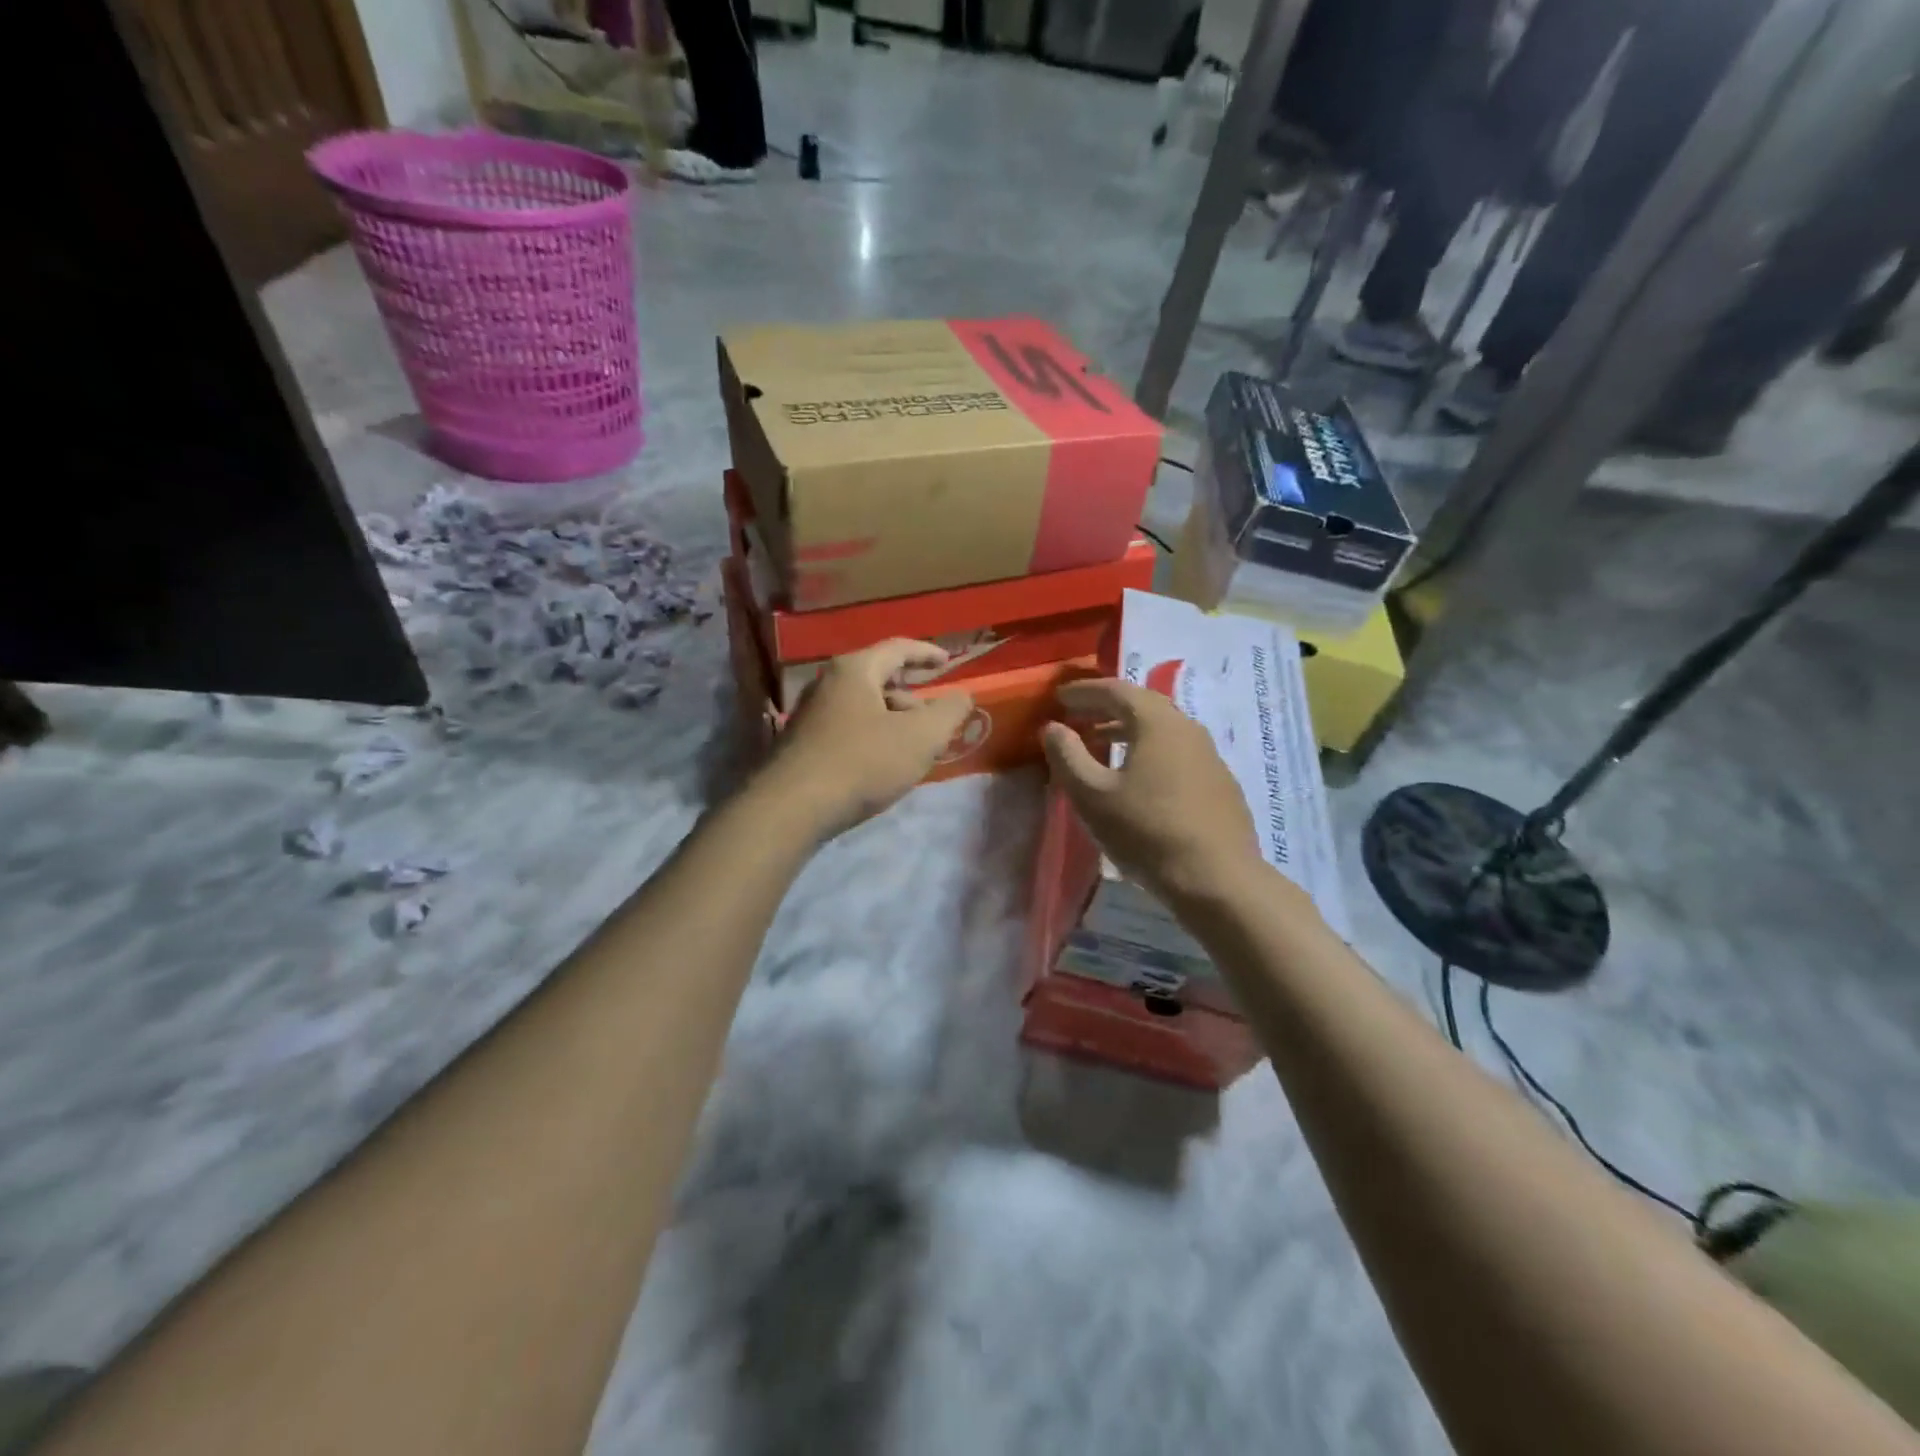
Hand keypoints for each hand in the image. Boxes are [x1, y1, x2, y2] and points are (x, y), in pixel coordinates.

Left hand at [759, 640, 974, 838]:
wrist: (792, 808)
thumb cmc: (862, 762)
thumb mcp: (920, 737)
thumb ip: (949, 712)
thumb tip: (962, 696)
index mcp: (855, 670)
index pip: (898, 648)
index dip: (928, 653)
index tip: (949, 661)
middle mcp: (828, 684)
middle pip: (879, 678)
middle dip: (913, 696)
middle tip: (935, 719)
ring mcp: (810, 714)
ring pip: (864, 707)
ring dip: (893, 721)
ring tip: (913, 749)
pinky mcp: (803, 745)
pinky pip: (848, 729)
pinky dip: (873, 737)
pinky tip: (882, 765)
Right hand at [1042, 678, 1264, 909]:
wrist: (1217, 879)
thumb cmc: (1146, 832)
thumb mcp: (1092, 795)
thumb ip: (1067, 756)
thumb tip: (1053, 728)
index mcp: (1157, 722)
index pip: (1115, 690)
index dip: (1084, 691)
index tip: (1059, 697)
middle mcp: (1187, 728)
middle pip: (1142, 705)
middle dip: (1105, 707)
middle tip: (1077, 716)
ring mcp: (1209, 756)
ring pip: (1161, 730)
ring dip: (1127, 731)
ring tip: (1100, 745)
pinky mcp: (1219, 783)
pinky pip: (1176, 752)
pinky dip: (1149, 752)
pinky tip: (1137, 778)